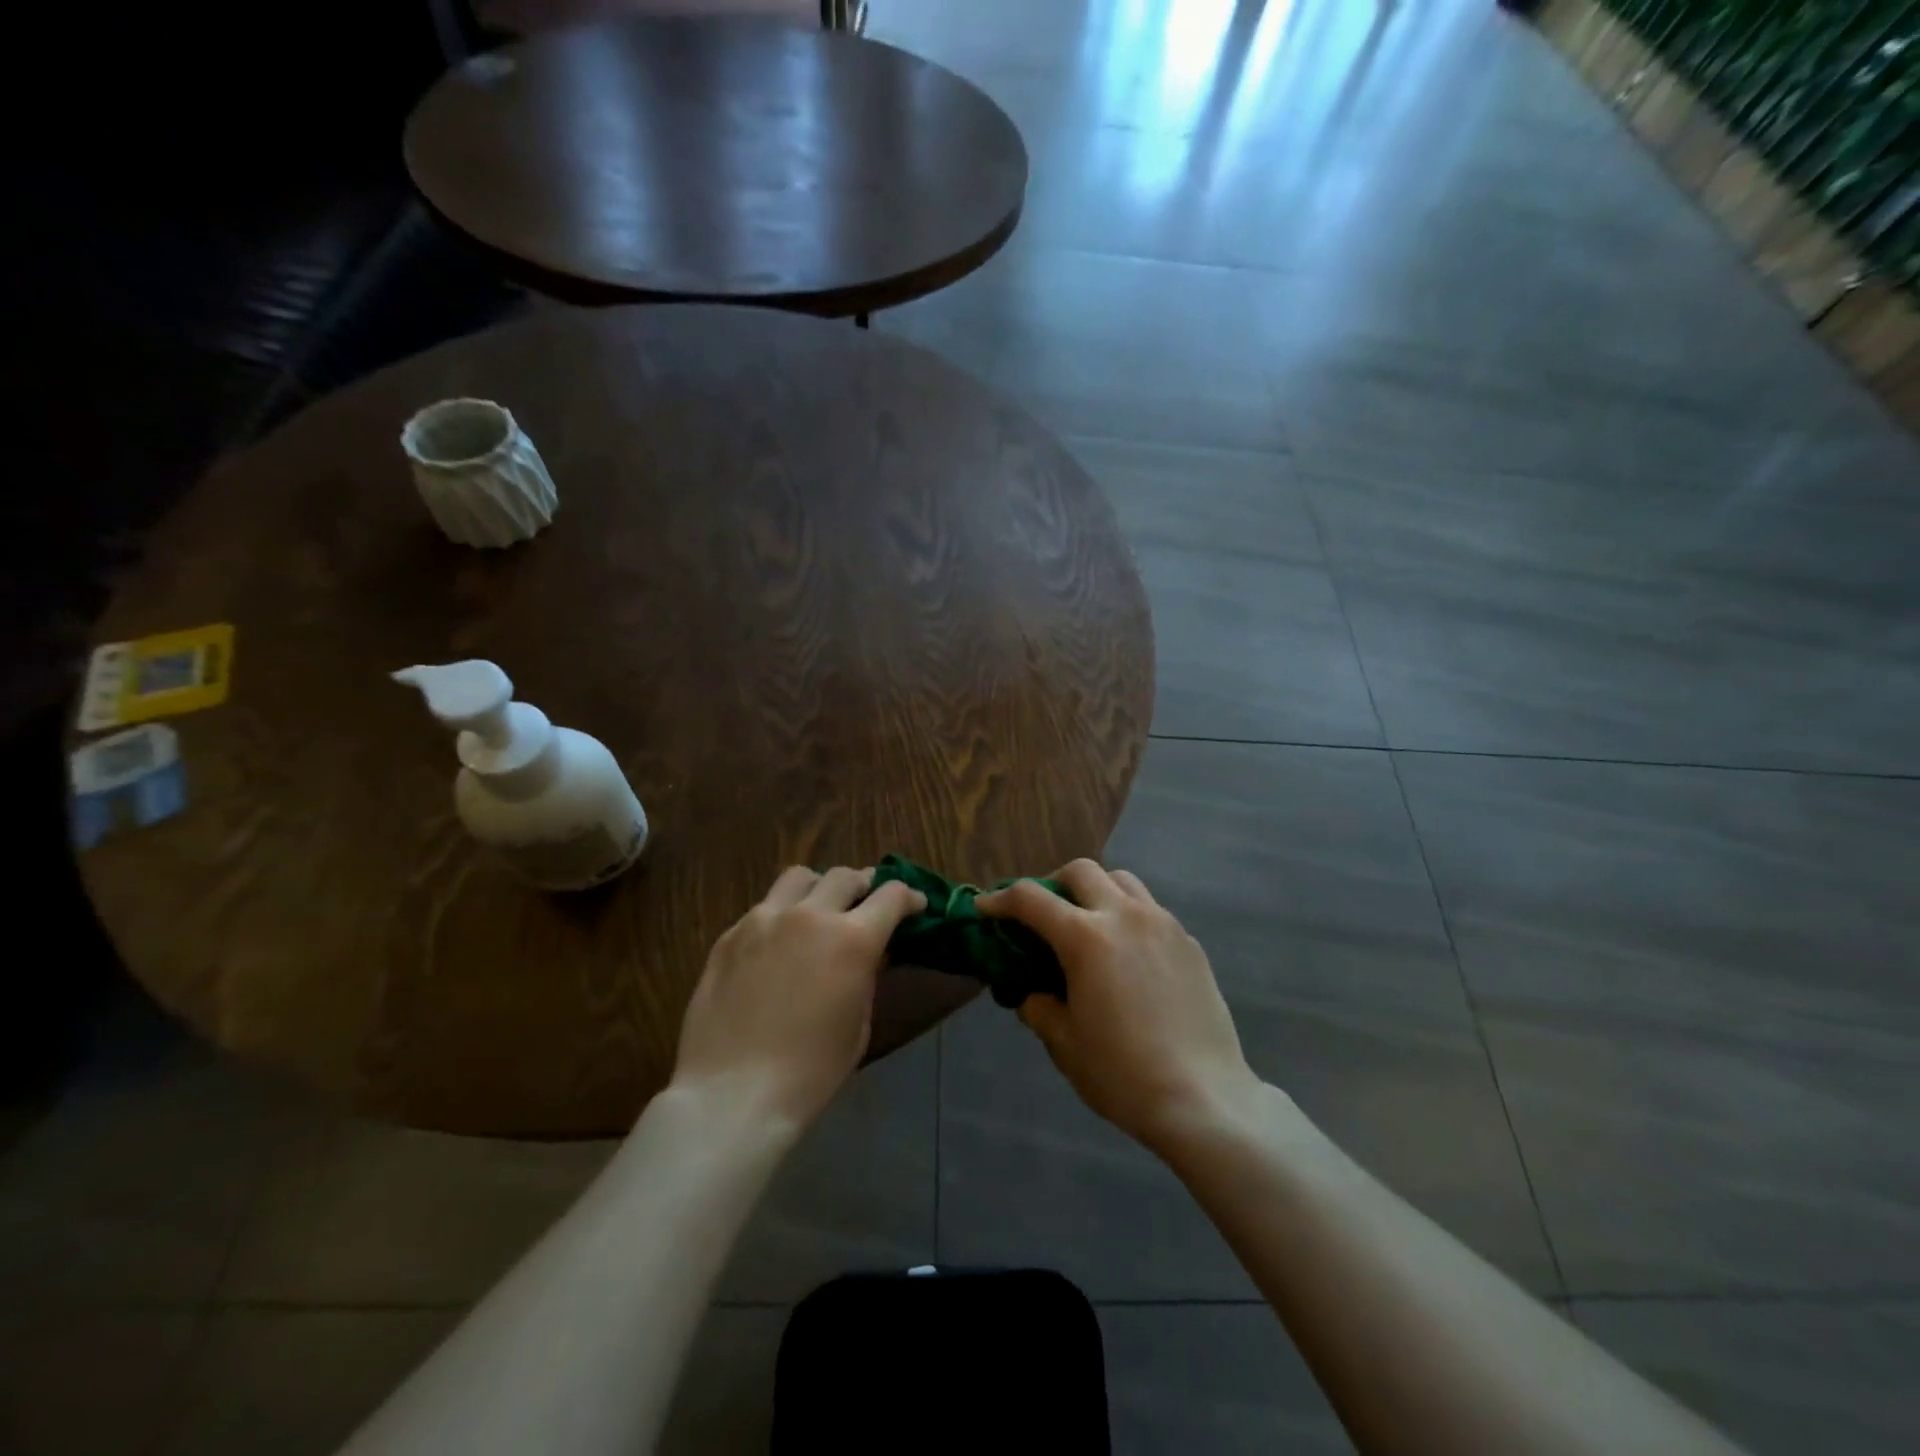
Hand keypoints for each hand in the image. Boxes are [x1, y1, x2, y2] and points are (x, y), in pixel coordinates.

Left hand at [670, 865, 926, 1130]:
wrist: (733, 1094)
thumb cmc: (810, 1071)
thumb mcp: (859, 1025)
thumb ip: (868, 976)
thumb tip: (872, 951)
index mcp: (852, 939)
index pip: (891, 895)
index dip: (908, 898)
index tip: (914, 906)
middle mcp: (810, 915)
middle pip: (846, 877)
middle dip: (865, 887)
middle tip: (867, 906)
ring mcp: (764, 919)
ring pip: (800, 877)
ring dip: (819, 888)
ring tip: (820, 909)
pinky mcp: (731, 934)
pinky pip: (764, 906)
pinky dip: (783, 914)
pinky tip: (779, 943)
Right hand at [977, 860, 1256, 1152]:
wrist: (1203, 1099)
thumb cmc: (1122, 1074)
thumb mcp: (1064, 1043)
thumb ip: (1039, 1006)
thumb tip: (1033, 992)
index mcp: (1086, 938)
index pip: (1031, 899)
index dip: (1001, 899)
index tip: (985, 908)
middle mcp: (1125, 916)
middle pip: (1081, 871)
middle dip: (1053, 883)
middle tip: (1045, 915)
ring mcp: (1163, 925)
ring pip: (1122, 881)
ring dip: (1096, 892)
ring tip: (1089, 926)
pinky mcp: (1190, 943)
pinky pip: (1151, 911)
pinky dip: (1129, 917)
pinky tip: (1129, 957)